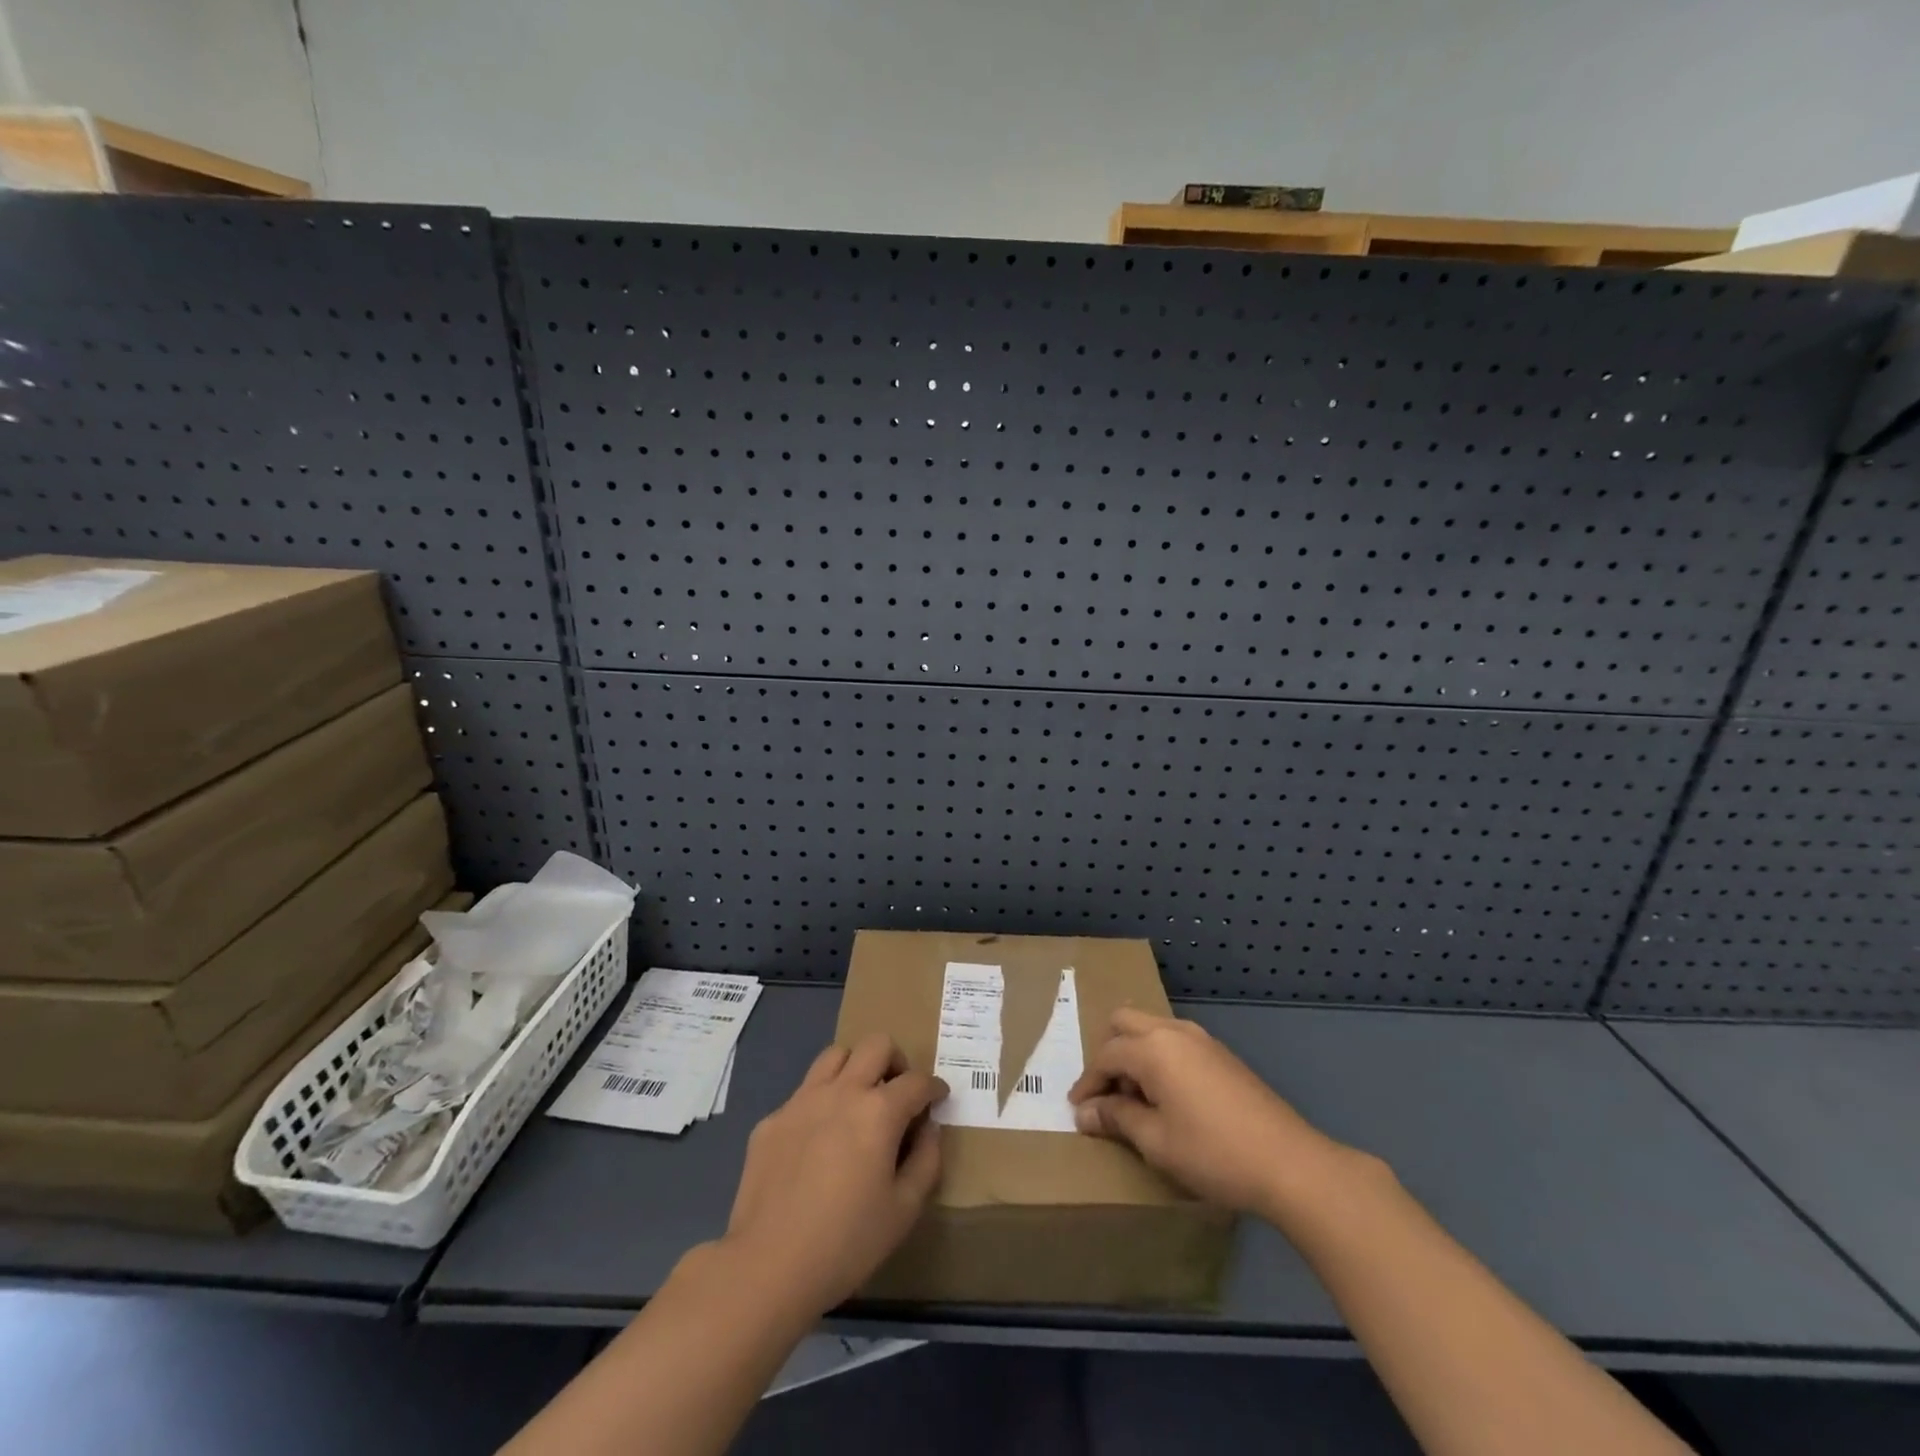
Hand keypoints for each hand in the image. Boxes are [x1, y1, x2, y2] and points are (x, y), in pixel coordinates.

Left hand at [722, 1033, 946, 1315]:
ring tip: (858, 1102)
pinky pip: (803, 1093)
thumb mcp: (904, 1210)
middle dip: (896, 1061)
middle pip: (876, 1045)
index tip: (938, 1099)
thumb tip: (929, 1128)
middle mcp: (842, 1092)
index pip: (916, 1081)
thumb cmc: (847, 1242)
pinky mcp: (772, 1120)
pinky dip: (820, 1103)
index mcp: (878, 1111)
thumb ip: (926, 1161)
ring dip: (855, 1068)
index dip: (934, 1087)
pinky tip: (818, 1141)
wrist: (767, 1266)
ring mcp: (802, 1101)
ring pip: (835, 1055)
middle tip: (898, 1094)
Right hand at [1068, 1007, 1353, 1216]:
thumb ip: (1117, 1118)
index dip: (1088, 1083)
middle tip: (1105, 1093)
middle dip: (1108, 1053)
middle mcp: (1174, 1031)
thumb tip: (1085, 1112)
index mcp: (1153, 1048)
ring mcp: (1202, 1039)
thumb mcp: (1156, 1141)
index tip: (1078, 1110)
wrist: (1290, 1164)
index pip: (1106, 1055)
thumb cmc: (1213, 1153)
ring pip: (1151, 1028)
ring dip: (1134, 1053)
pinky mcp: (1221, 1054)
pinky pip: (1175, 1041)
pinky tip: (1166, 1096)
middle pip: (1124, 1022)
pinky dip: (1158, 1058)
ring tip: (1134, 1098)